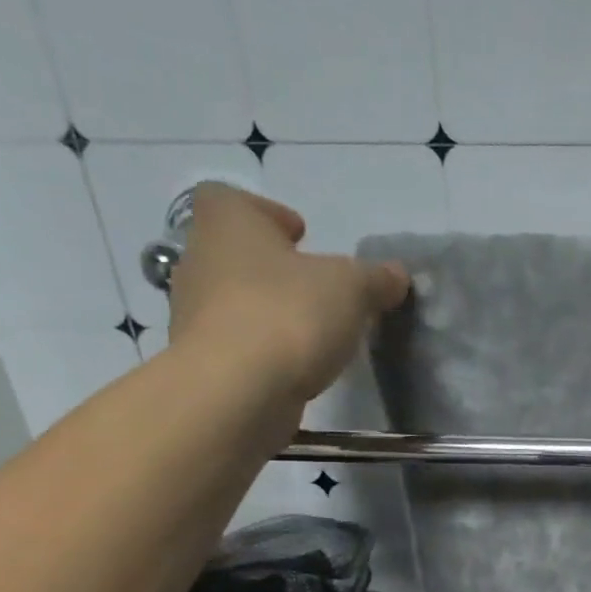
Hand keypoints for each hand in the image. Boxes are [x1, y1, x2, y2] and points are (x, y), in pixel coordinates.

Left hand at [168, 182, 408, 405]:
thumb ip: (376, 279)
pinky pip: (239, 345)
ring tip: (314, 334)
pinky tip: (298, 367)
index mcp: (227, 224)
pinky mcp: (204, 362)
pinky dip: (265, 351)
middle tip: (317, 289)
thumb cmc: (289, 315)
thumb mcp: (352, 289)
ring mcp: (194, 314)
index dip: (268, 213)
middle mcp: (199, 260)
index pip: (231, 199)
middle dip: (275, 269)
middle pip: (236, 254)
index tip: (301, 236)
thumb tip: (396, 275)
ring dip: (270, 312)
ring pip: (236, 301)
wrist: (236, 392)